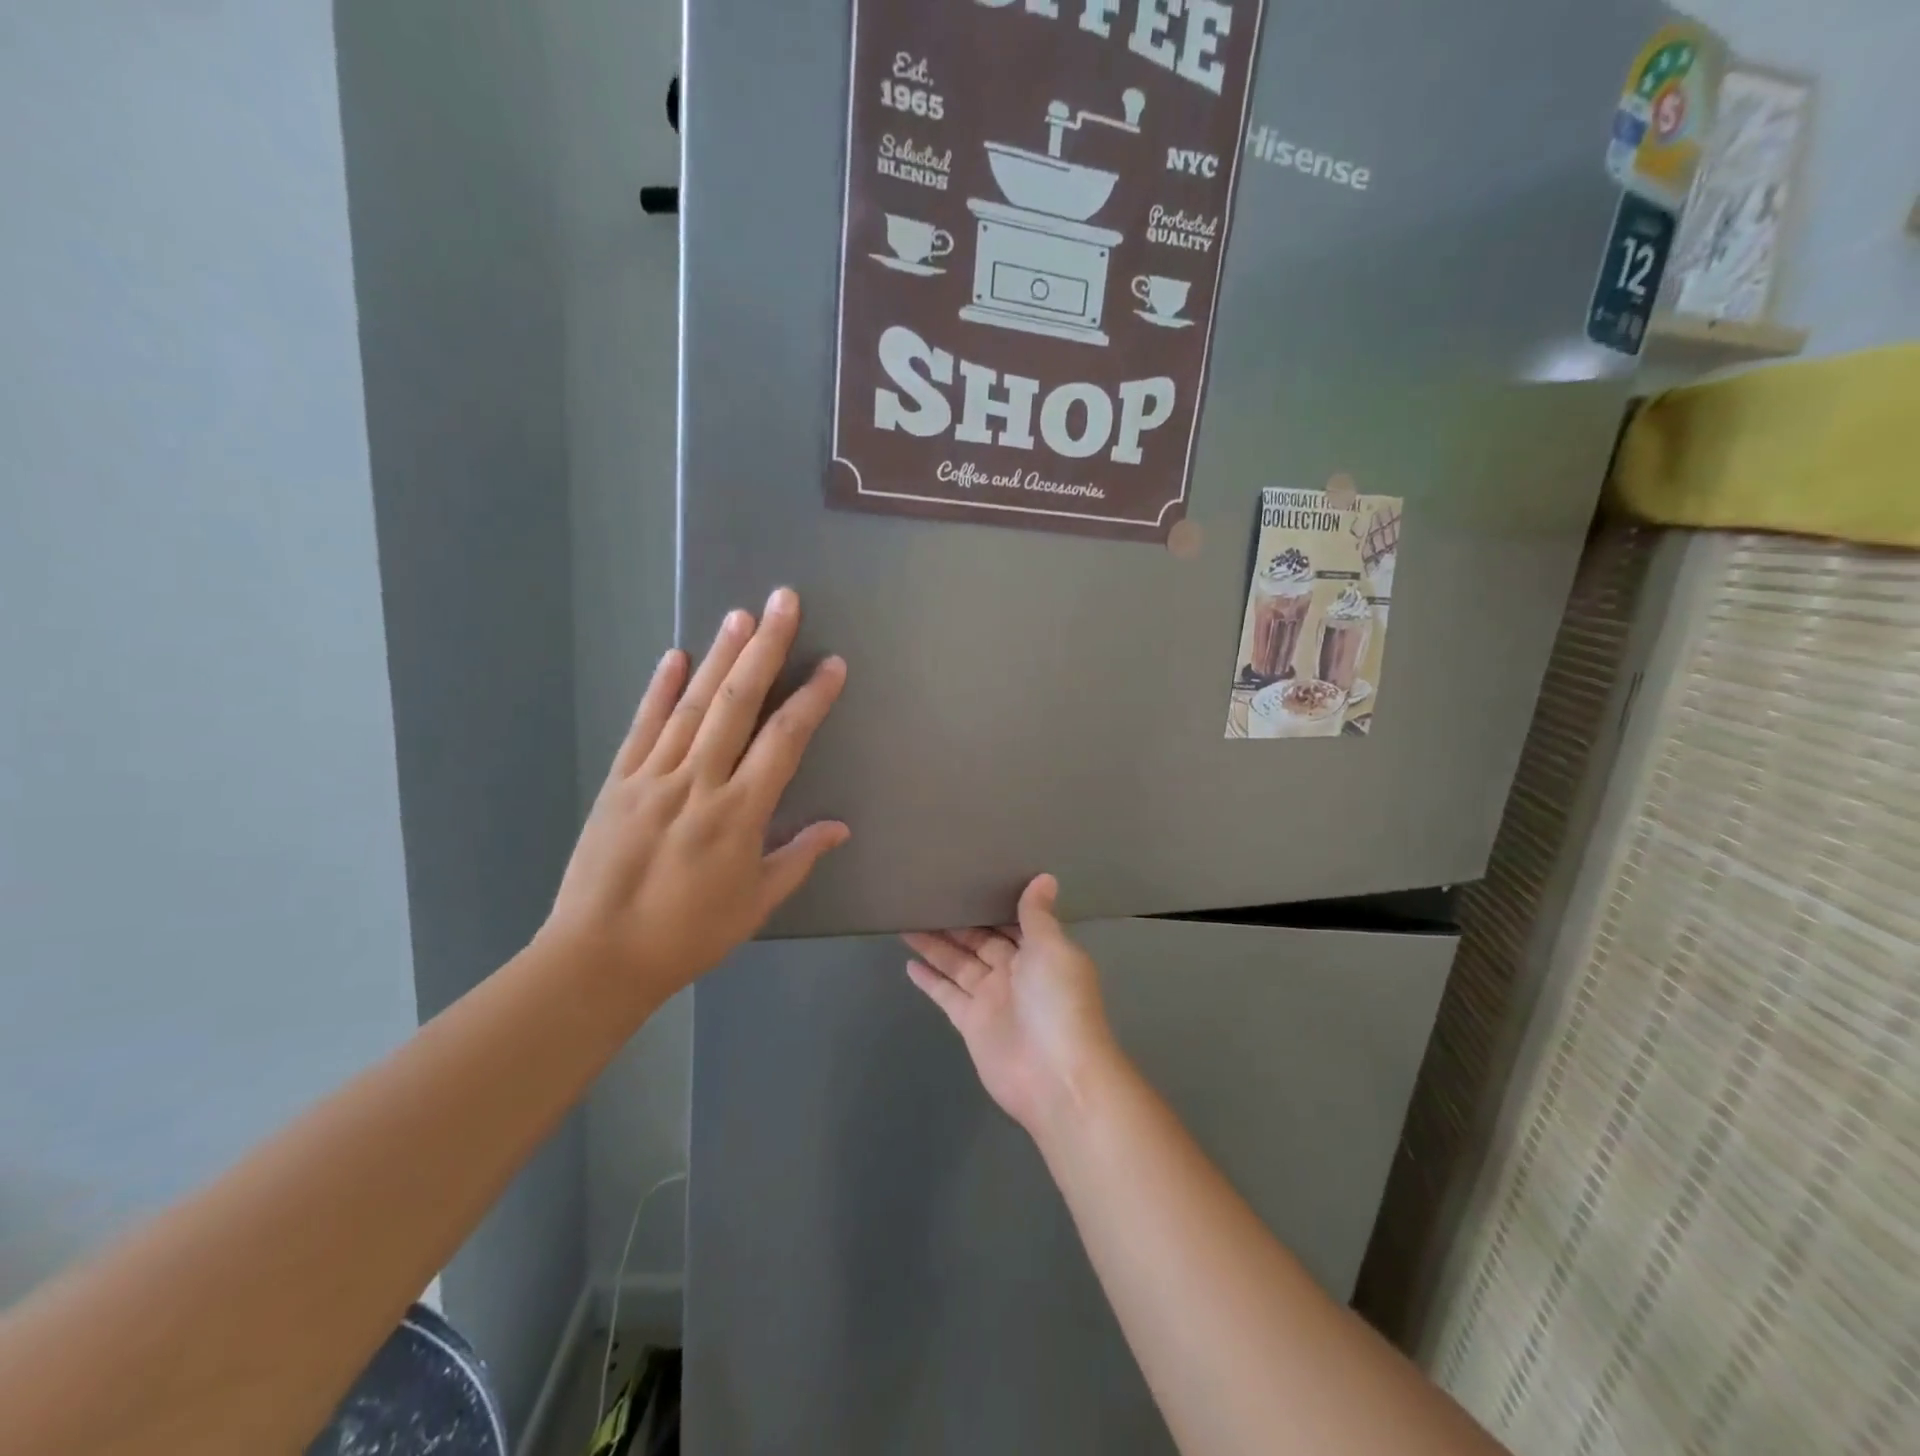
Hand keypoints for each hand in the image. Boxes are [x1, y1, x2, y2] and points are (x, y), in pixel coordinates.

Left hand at [543, 588, 848, 1008]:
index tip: (832, 665)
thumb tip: (839, 826)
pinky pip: (642, 727)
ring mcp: (653, 777)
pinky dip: (658, 690)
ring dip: (718, 656)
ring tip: (739, 614)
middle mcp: (698, 781)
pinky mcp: (618, 782)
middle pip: (737, 703)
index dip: (811, 699)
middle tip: (782, 602)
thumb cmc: (689, 934)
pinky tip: (674, 657)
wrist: (598, 957)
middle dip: (764, 649)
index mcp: (739, 813)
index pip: (784, 741)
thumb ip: (798, 857)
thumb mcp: (756, 903)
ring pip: (692, 705)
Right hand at [903, 875, 1119, 1136]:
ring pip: (958, 963)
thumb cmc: (1059, 1004)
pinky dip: (930, 980)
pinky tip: (909, 962)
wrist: (1056, 1076)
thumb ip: (1038, 916)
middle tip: (925, 894)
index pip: (1011, 920)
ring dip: (936, 944)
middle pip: (980, 940)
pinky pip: (947, 994)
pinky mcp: (971, 1023)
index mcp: (1039, 952)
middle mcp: (1015, 972)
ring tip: (907, 919)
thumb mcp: (1052, 950)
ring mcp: (992, 998)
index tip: (967, 877)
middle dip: (957, 921)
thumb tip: (1045, 878)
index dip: (990, 902)